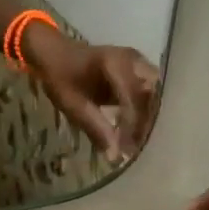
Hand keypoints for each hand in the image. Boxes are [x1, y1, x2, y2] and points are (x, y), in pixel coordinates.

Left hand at [23, 27, 159, 162]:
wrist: (55, 53)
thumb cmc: (60, 76)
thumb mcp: (73, 105)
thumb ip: (95, 128)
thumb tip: (114, 156)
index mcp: (116, 64)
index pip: (134, 100)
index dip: (133, 127)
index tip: (127, 150)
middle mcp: (134, 61)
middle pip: (151, 97)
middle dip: (146, 124)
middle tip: (136, 148)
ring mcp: (138, 63)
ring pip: (153, 96)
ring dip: (147, 119)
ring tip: (135, 142)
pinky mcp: (138, 70)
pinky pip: (148, 93)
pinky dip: (143, 112)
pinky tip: (134, 130)